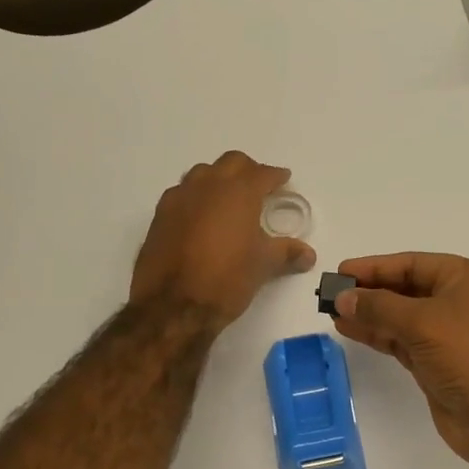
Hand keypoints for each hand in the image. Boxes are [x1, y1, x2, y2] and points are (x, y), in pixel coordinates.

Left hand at [130, 152, 314, 328]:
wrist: (172, 305)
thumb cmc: (226, 279)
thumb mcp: (263, 265)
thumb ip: (287, 253)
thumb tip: (308, 254)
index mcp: (239, 192)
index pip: (262, 173)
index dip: (276, 176)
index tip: (284, 179)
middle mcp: (208, 186)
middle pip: (231, 163)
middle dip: (248, 170)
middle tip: (258, 186)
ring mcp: (180, 198)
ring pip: (202, 173)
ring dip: (218, 178)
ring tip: (227, 198)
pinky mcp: (160, 215)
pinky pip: (182, 193)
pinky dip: (195, 197)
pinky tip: (200, 216)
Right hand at [330, 253, 468, 468]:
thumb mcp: (423, 322)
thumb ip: (379, 307)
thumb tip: (342, 298)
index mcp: (465, 278)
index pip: (412, 264)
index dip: (375, 267)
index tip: (340, 272)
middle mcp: (457, 301)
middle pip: (404, 288)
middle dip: (368, 291)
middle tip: (329, 294)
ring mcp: (447, 334)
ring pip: (400, 317)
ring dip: (368, 314)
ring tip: (331, 313)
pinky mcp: (437, 363)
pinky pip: (401, 341)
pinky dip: (377, 335)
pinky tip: (350, 330)